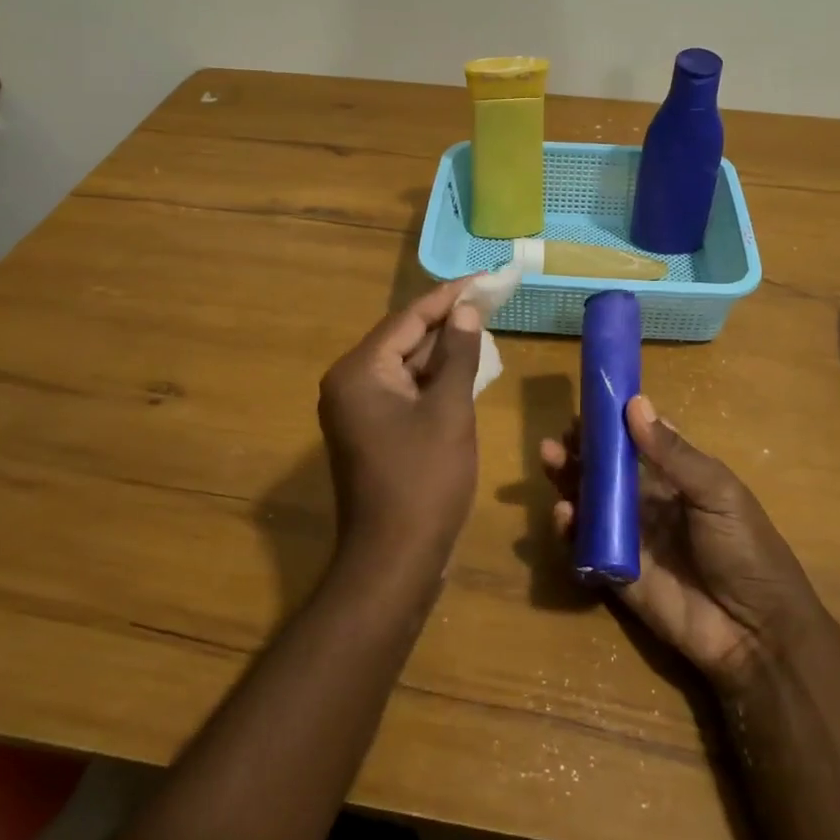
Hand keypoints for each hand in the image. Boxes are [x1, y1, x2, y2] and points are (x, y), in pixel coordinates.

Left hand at [319, 279, 484, 572]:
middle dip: (447, 322)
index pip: (408, 319)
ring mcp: (358, 411)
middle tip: (489, 300)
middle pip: (404, 340)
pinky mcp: (372, 432)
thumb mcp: (449, 411)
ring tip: (485, 326)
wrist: (395, 560)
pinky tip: (466, 369)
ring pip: (406, 367)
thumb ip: (458, 355)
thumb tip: (466, 311)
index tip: (482, 279)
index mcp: (359, 371)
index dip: (448, 297)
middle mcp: (350, 384)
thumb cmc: (424, 480)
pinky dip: (434, 380)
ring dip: (443, 351)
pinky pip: (405, 392)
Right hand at [542, 397, 827, 693]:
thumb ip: (672, 453)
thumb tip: (635, 403)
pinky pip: (585, 547)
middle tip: (557, 437)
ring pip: (589, 502)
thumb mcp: (717, 492)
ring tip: (550, 461)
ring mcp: (630, 537)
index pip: (636, 441)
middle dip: (580, 451)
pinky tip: (564, 514)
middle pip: (605, 470)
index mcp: (675, 478)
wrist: (756, 631)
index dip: (611, 424)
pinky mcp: (616, 573)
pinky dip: (569, 529)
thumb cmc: (745, 549)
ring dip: (567, 480)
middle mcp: (648, 502)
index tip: (587, 406)